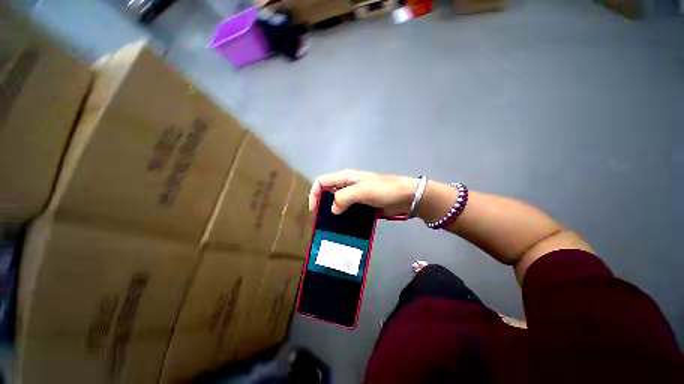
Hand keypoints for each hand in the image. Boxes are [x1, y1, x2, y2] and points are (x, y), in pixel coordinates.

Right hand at [308, 169, 418, 215]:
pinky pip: (348, 210)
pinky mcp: (363, 204)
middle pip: (328, 192)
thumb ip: (343, 197)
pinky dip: (344, 217)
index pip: (322, 182)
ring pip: (338, 202)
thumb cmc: (384, 190)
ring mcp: (356, 195)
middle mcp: (348, 185)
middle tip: (321, 220)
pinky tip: (343, 226)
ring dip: (333, 212)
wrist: (406, 196)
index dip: (314, 194)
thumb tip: (333, 210)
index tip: (314, 210)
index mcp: (345, 177)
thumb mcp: (362, 191)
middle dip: (322, 204)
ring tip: (330, 226)